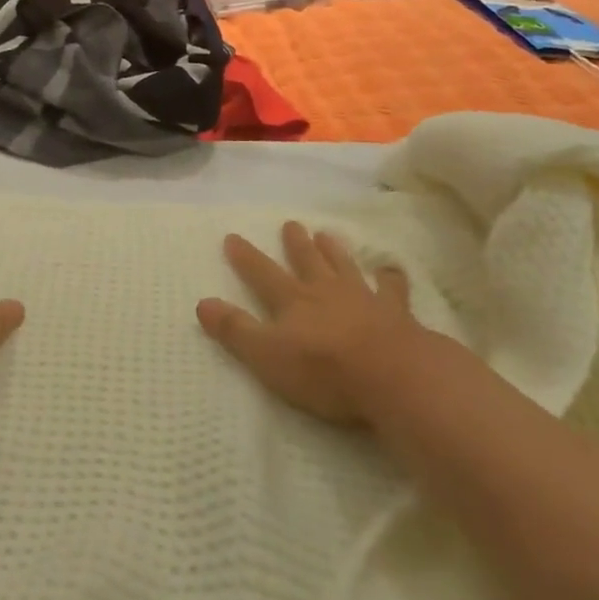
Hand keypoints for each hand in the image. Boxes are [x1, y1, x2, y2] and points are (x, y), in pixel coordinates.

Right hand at [197, 222, 422, 425]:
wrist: (393, 376)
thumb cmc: (323, 370)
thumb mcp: (266, 355)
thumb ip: (235, 330)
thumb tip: (201, 303)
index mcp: (293, 302)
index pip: (262, 274)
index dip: (246, 257)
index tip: (232, 236)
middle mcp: (326, 292)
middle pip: (308, 262)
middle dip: (296, 244)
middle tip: (291, 223)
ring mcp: (364, 299)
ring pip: (345, 267)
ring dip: (335, 251)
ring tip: (328, 234)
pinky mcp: (396, 314)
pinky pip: (392, 290)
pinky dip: (391, 278)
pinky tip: (392, 270)